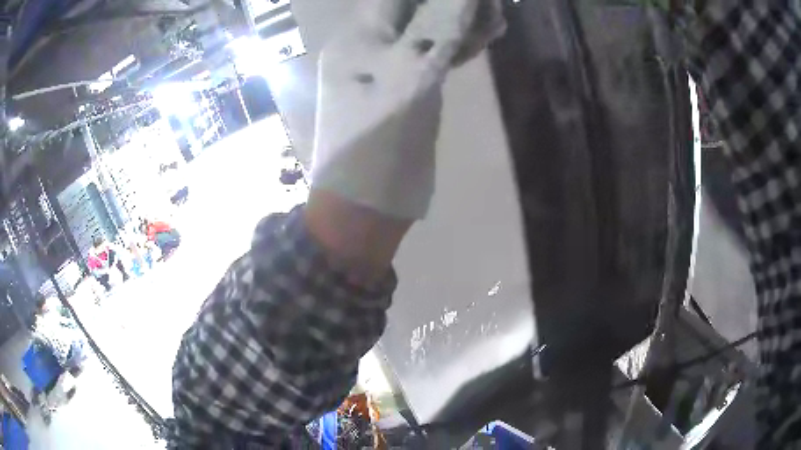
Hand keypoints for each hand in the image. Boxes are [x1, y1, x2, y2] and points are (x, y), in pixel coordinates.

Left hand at [311, 0, 504, 219]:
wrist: (367, 202)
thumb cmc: (380, 141)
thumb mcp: (412, 77)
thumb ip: (438, 32)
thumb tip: (463, 1)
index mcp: (357, 39)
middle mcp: (367, 47)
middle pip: (412, 11)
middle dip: (450, 3)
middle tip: (489, 5)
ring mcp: (385, 69)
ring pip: (426, 33)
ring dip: (459, 22)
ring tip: (495, 16)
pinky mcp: (402, 88)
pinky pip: (430, 57)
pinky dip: (456, 46)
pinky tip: (483, 37)